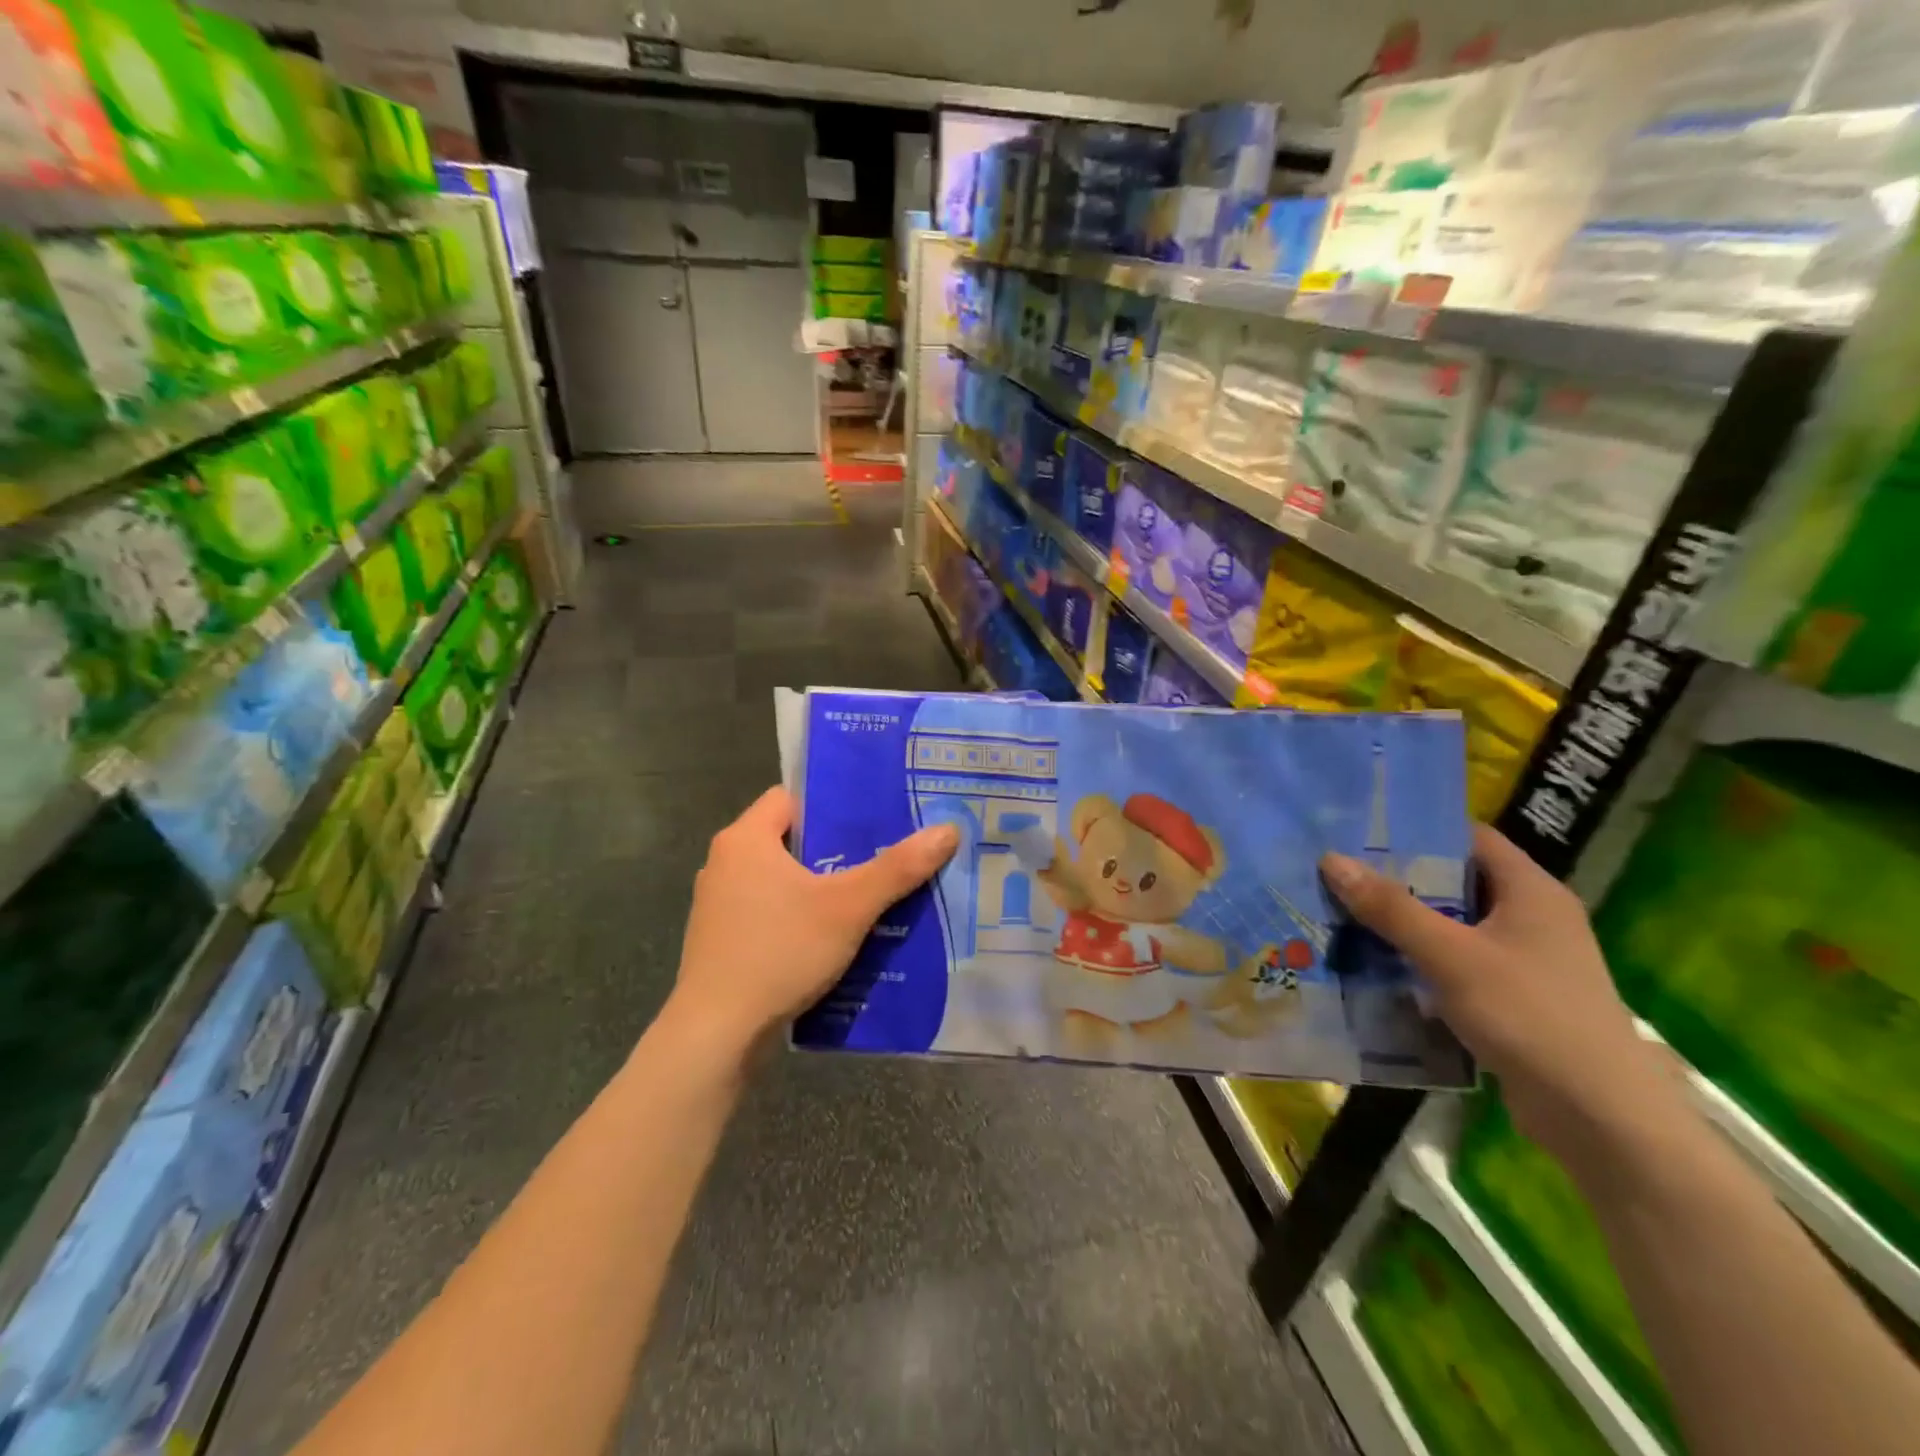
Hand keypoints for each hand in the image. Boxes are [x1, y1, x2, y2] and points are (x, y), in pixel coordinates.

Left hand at [665, 787, 958, 1059]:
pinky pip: (769, 912)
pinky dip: (799, 917)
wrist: (716, 1035)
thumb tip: (948, 830)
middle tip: (883, 856)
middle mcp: (725, 863)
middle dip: (835, 849)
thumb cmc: (779, 952)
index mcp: (744, 838)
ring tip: (868, 896)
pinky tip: (834, 937)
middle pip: (790, 840)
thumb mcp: (849, 907)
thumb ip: (897, 868)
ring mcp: (719, 905)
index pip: (790, 797)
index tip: (872, 817)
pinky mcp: (722, 941)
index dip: (831, 804)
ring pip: (781, 880)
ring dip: (819, 887)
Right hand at [1320, 826, 1682, 1173]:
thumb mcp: (1451, 956)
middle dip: (1395, 879)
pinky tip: (1372, 965)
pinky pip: (1453, 964)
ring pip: (1449, 926)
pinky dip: (1416, 961)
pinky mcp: (1511, 999)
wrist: (1600, 1120)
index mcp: (1531, 891)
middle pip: (1453, 882)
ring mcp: (1522, 961)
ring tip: (1339, 914)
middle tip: (1336, 872)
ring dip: (1401, 924)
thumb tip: (1331, 859)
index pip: (1468, 838)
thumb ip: (1391, 908)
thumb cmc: (1531, 1017)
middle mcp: (1530, 918)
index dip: (1417, 829)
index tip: (1359, 830)